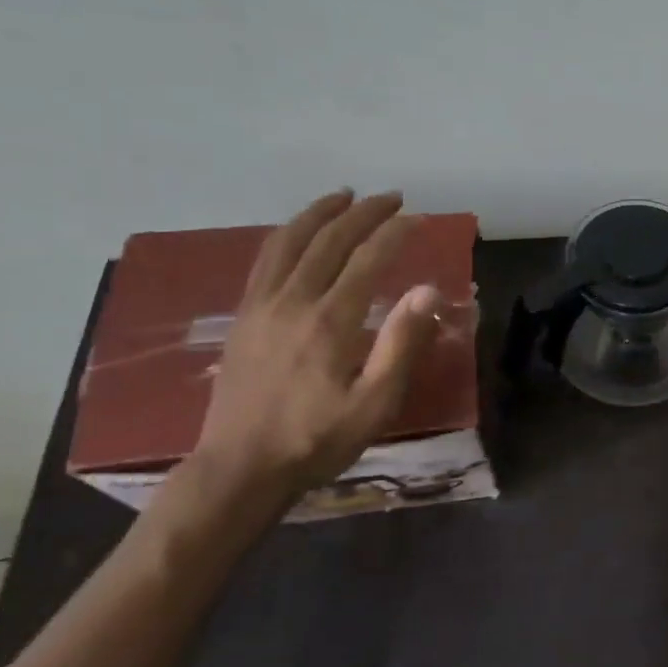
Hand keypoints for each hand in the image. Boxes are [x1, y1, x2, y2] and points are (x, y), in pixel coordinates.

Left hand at [188, 189, 443, 514]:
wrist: (239, 469)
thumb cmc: (317, 441)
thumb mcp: (375, 403)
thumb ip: (403, 344)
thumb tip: (427, 290)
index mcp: (329, 321)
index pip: (367, 259)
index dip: (395, 233)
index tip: (419, 217)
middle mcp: (292, 301)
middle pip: (328, 240)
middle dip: (363, 213)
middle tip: (391, 197)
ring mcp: (261, 307)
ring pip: (289, 242)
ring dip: (320, 213)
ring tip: (344, 197)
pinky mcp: (243, 319)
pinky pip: (265, 261)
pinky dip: (287, 236)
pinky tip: (299, 236)